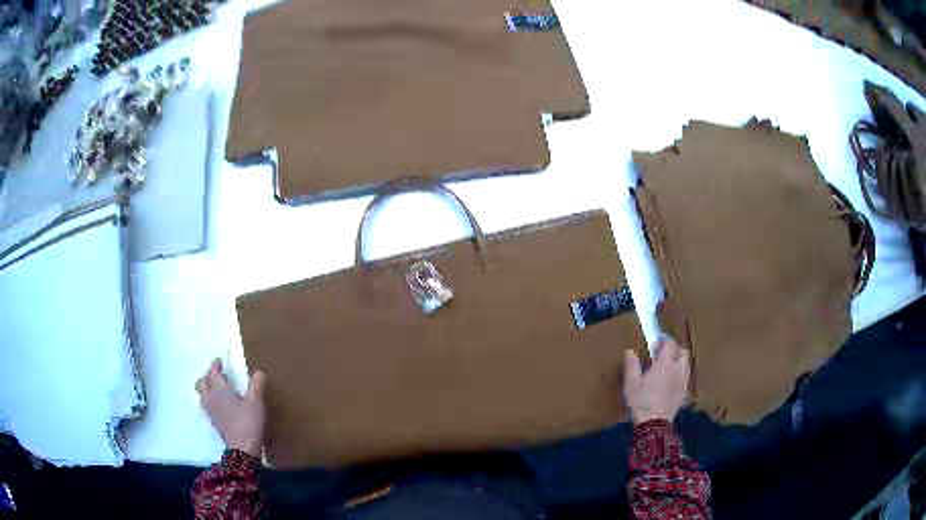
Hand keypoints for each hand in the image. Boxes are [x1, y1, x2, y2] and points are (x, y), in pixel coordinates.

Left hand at [196, 359, 266, 458]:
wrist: (242, 448)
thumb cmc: (248, 421)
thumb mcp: (257, 401)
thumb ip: (257, 384)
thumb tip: (259, 371)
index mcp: (219, 389)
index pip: (212, 372)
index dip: (215, 365)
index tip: (220, 361)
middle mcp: (210, 397)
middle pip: (201, 382)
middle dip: (208, 376)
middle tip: (218, 375)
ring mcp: (210, 410)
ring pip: (202, 394)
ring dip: (207, 388)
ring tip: (218, 389)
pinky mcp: (213, 421)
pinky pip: (206, 404)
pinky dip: (210, 399)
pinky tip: (221, 405)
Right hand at [623, 340, 690, 425]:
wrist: (653, 424)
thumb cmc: (641, 402)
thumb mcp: (631, 383)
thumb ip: (632, 365)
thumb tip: (631, 351)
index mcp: (665, 364)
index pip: (670, 344)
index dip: (663, 340)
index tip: (655, 343)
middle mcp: (678, 370)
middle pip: (682, 352)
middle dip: (674, 350)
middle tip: (662, 355)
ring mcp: (682, 382)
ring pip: (686, 364)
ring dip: (678, 361)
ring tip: (667, 368)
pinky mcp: (684, 393)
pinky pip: (685, 377)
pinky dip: (680, 374)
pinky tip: (670, 382)